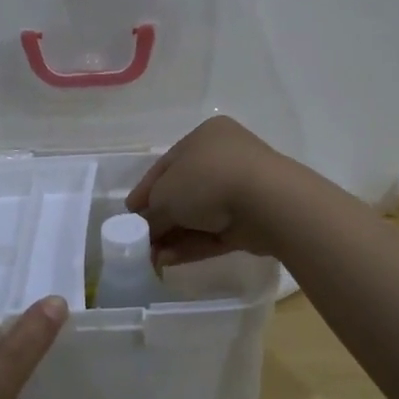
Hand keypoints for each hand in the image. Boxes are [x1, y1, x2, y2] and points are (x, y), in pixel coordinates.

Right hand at [125, 116, 290, 265]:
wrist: (268, 202)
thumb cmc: (209, 181)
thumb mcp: (166, 195)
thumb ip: (151, 214)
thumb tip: (144, 231)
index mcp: (204, 137)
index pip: (167, 165)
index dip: (145, 191)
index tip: (130, 214)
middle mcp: (224, 158)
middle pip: (183, 192)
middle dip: (160, 219)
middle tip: (140, 241)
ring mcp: (241, 190)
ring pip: (200, 215)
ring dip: (174, 236)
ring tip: (151, 258)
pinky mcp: (251, 220)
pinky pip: (215, 232)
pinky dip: (193, 245)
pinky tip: (169, 261)